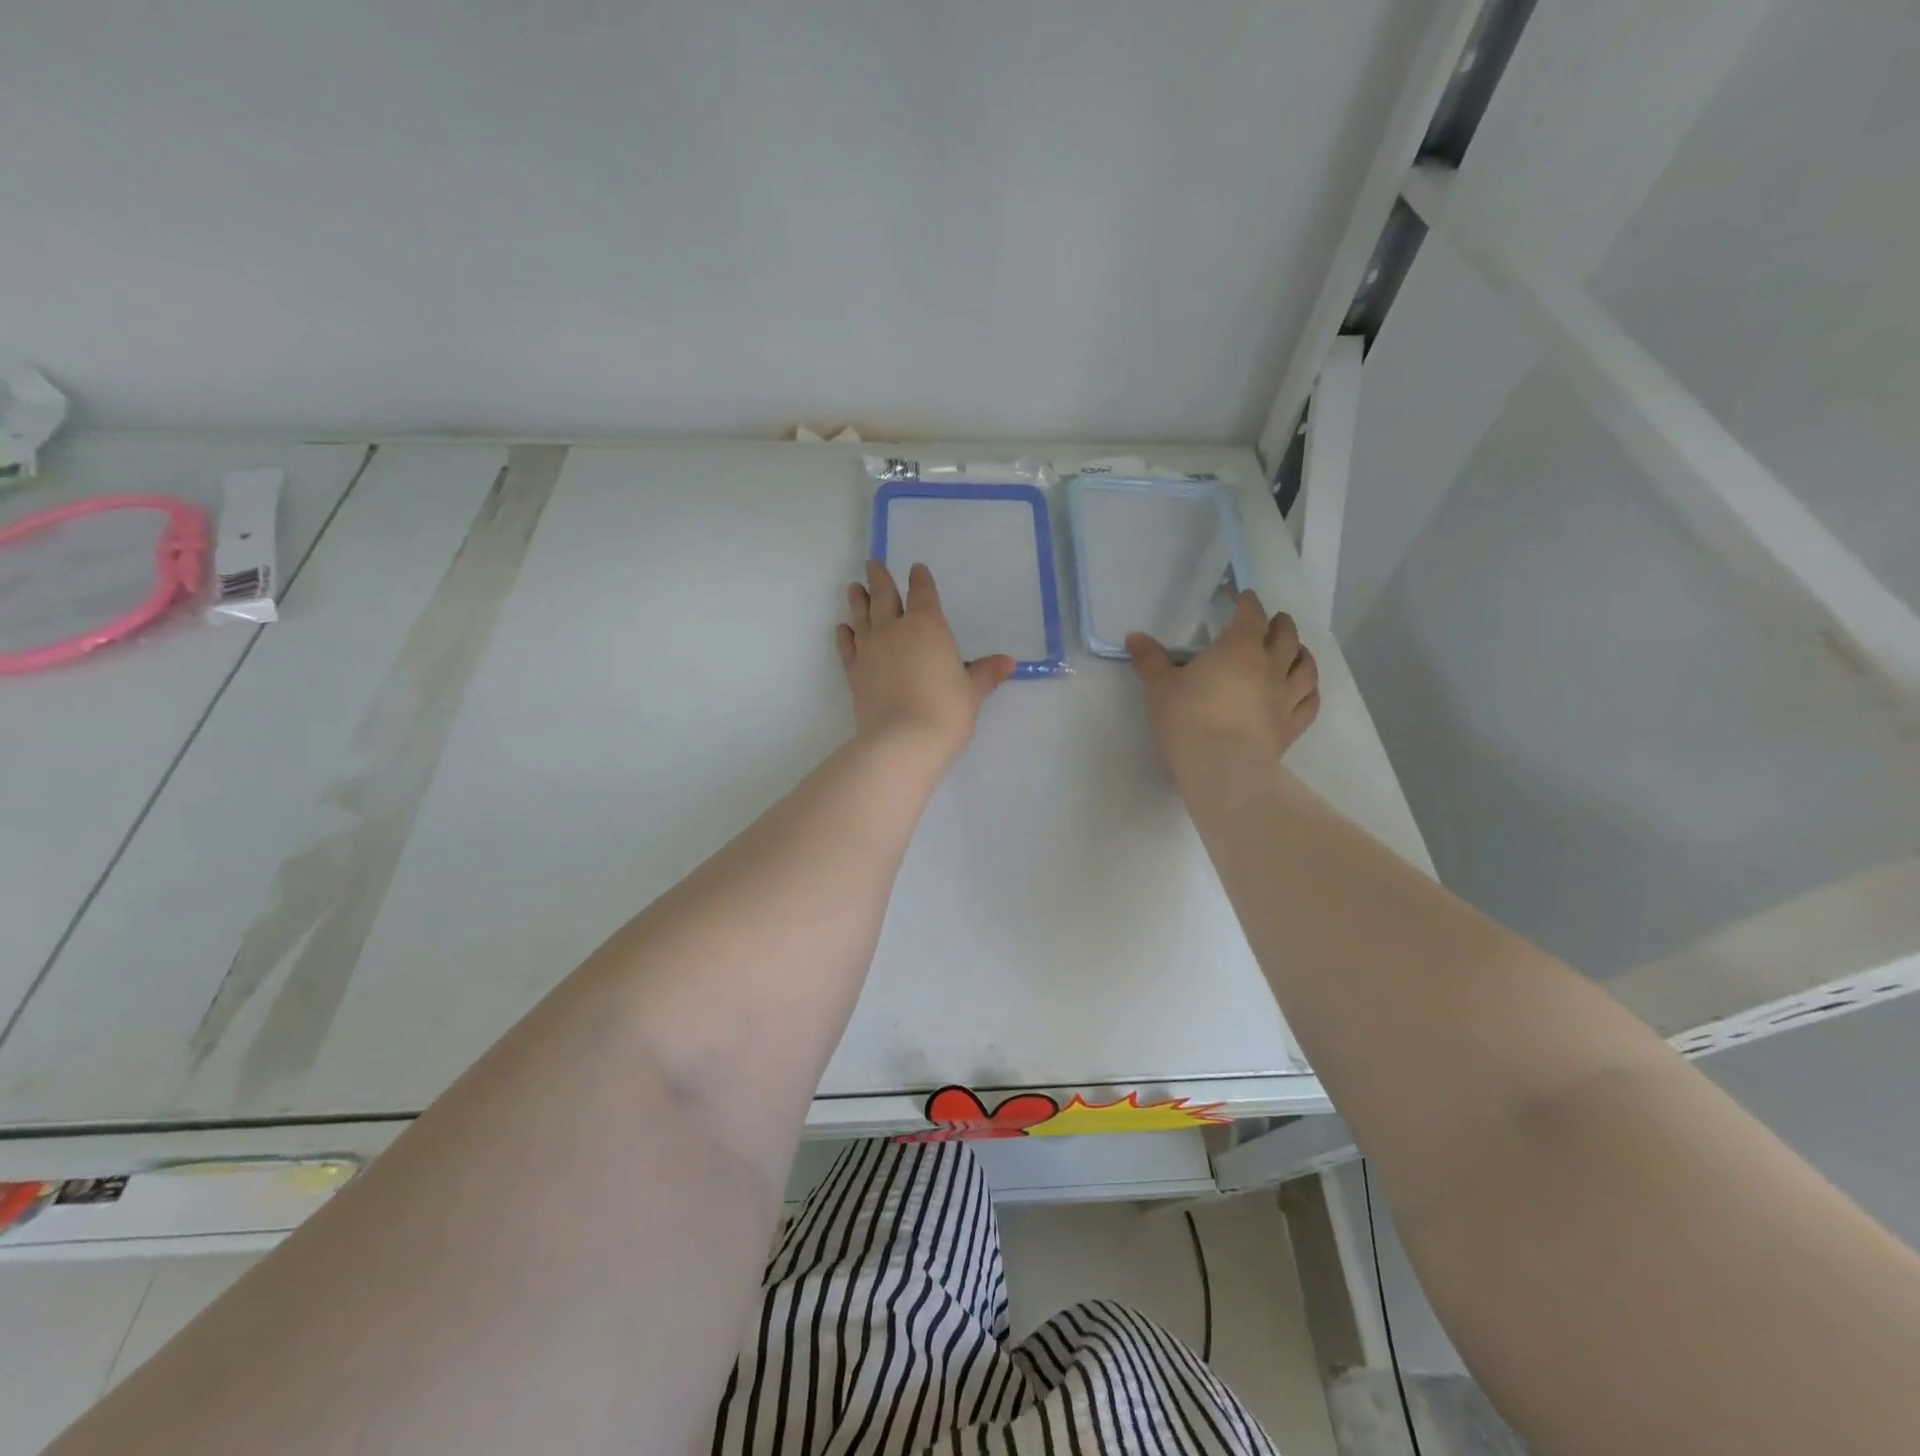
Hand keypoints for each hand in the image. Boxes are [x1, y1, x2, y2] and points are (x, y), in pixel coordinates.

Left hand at [838, 561, 1015, 762]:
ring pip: (861, 615)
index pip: (923, 593)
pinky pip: (847, 646)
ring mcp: (870, 649)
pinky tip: (843, 629)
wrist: (902, 740)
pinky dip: (844, 635)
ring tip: (853, 587)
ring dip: (858, 599)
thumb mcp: (972, 692)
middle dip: (879, 578)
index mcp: (927, 625)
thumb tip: (1008, 662)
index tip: (916, 568)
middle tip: (871, 564)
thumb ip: (986, 673)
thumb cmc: (946, 710)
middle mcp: (894, 629)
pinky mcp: (854, 671)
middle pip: (884, 596)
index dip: (920, 579)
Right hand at [1126, 591, 1319, 769]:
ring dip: (1302, 654)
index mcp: (1239, 648)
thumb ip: (1150, 660)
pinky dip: (1310, 691)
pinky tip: (1306, 690)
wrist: (1221, 767)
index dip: (1248, 604)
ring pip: (1305, 668)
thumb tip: (1134, 636)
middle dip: (1280, 625)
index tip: (1243, 597)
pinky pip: (1309, 703)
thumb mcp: (1160, 687)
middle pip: (1285, 637)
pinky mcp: (1291, 727)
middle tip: (1274, 621)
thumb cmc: (1188, 718)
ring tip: (1296, 650)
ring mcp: (1286, 698)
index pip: (1250, 616)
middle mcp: (1270, 667)